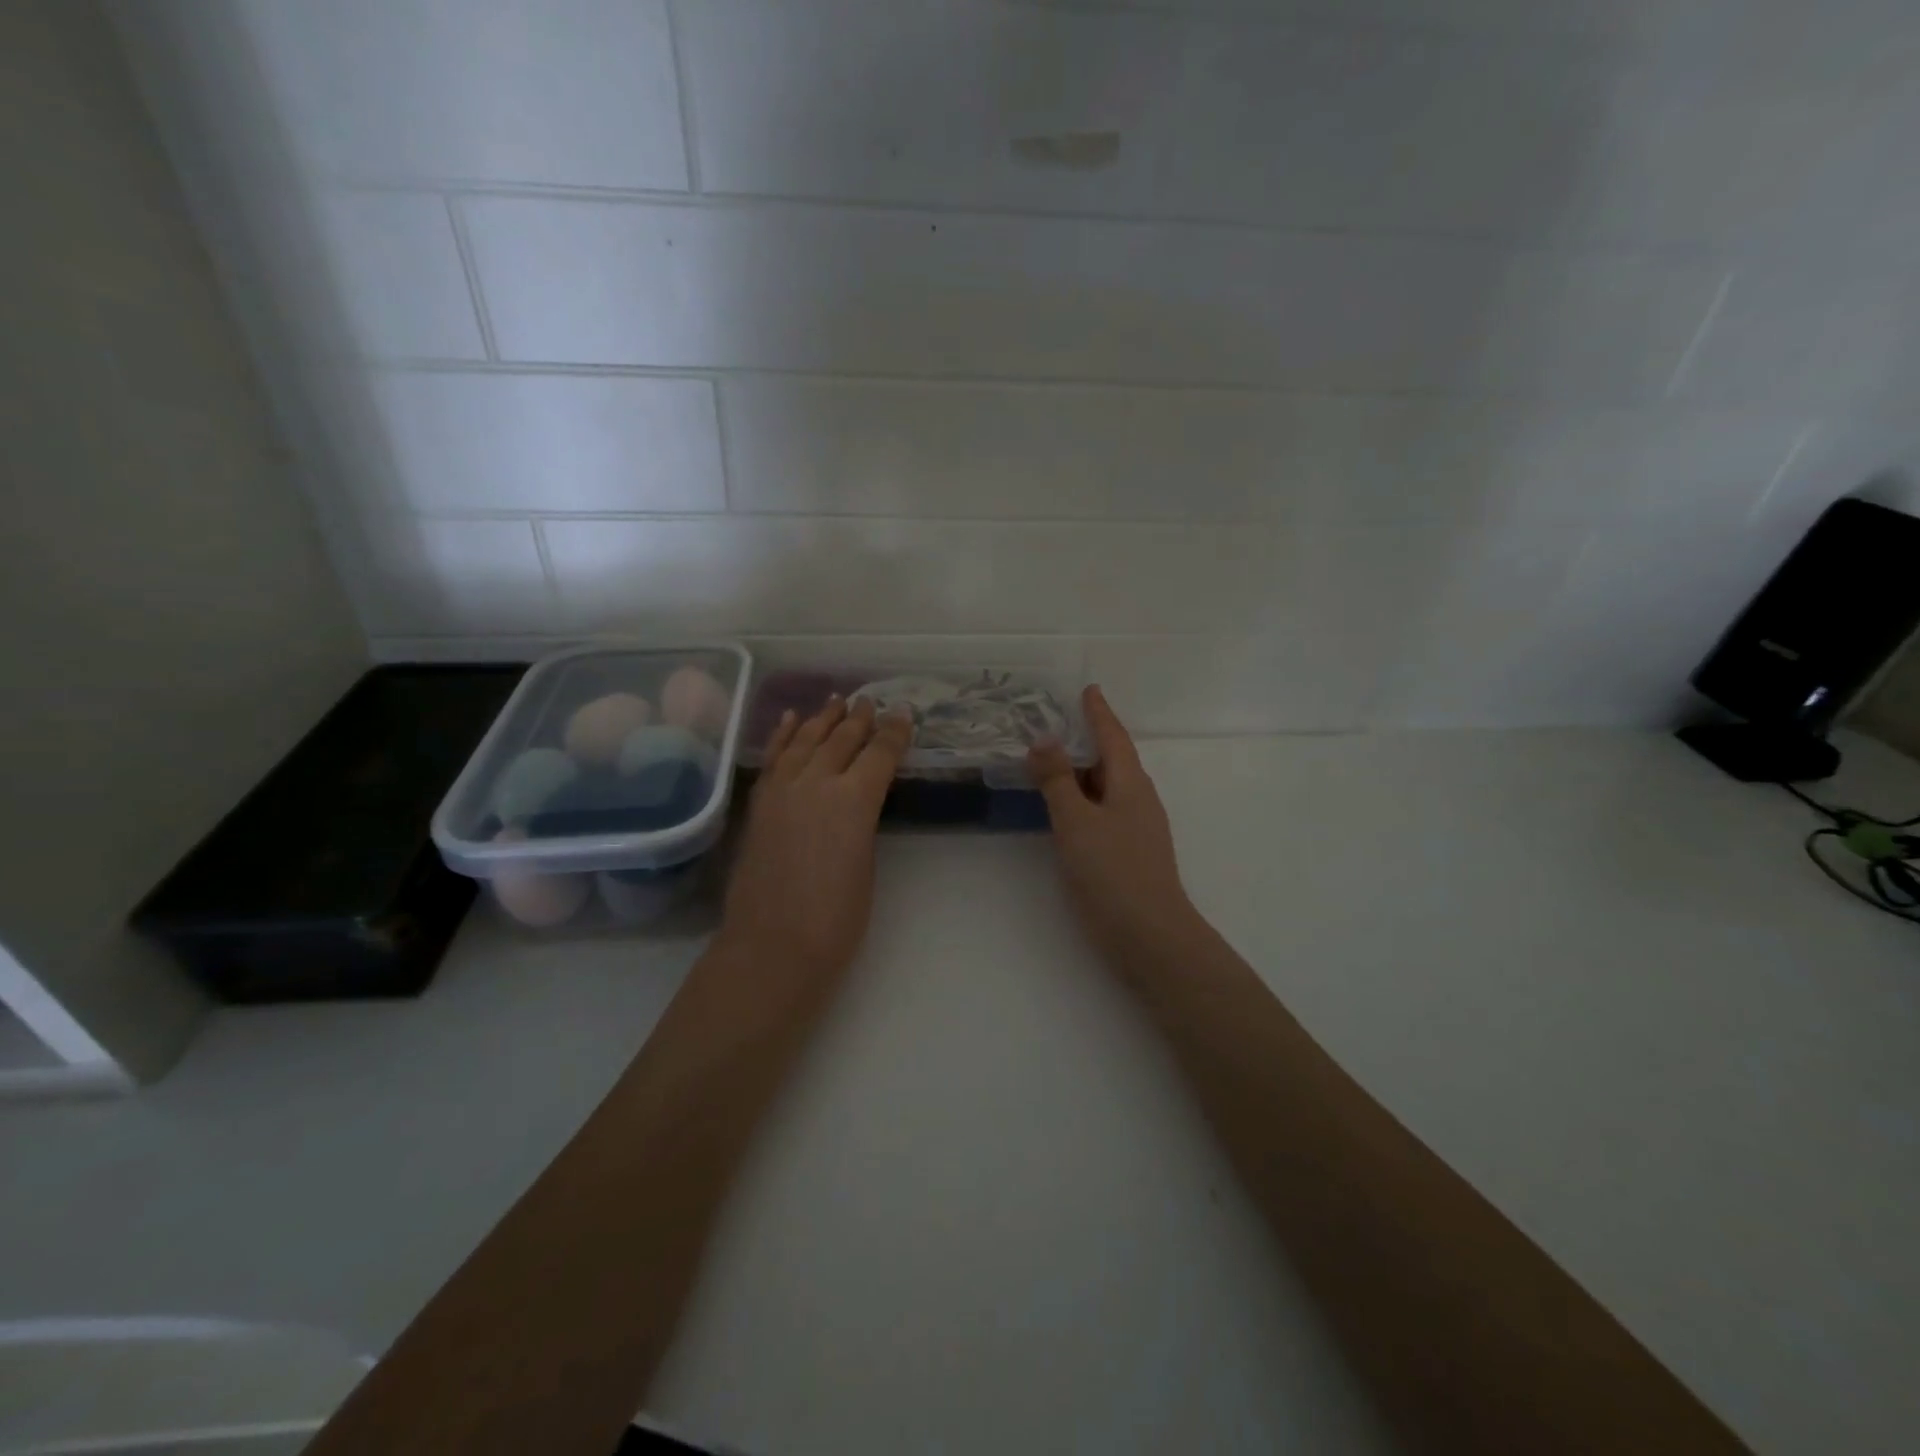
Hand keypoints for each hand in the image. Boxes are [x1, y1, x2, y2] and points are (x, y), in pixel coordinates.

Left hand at [717, 695, 912, 986]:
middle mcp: (816, 783)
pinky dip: (783, 735)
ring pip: (805, 740)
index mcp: (853, 801)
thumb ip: (861, 823)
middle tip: (871, 701)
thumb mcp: (867, 865)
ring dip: (823, 719)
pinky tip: (791, 719)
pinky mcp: (759, 804)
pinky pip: (774, 758)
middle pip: (841, 740)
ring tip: (836, 700)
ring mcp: (782, 790)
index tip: (904, 713)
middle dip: (859, 718)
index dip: (895, 732)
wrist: (771, 947)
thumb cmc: (835, 920)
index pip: (879, 754)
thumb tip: (856, 803)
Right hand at [1029, 686, 1198, 973]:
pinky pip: (1103, 810)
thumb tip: (1043, 738)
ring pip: (1106, 787)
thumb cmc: (1112, 871)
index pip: (1113, 737)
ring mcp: (1136, 827)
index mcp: (1130, 783)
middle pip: (1111, 759)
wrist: (1149, 935)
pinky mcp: (1129, 852)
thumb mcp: (1076, 820)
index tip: (1089, 690)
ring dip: (1082, 771)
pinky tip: (1065, 809)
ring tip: (1053, 761)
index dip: (1098, 713)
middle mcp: (1138, 799)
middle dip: (1087, 740)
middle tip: (1056, 724)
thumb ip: (1057, 780)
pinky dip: (1082, 799)